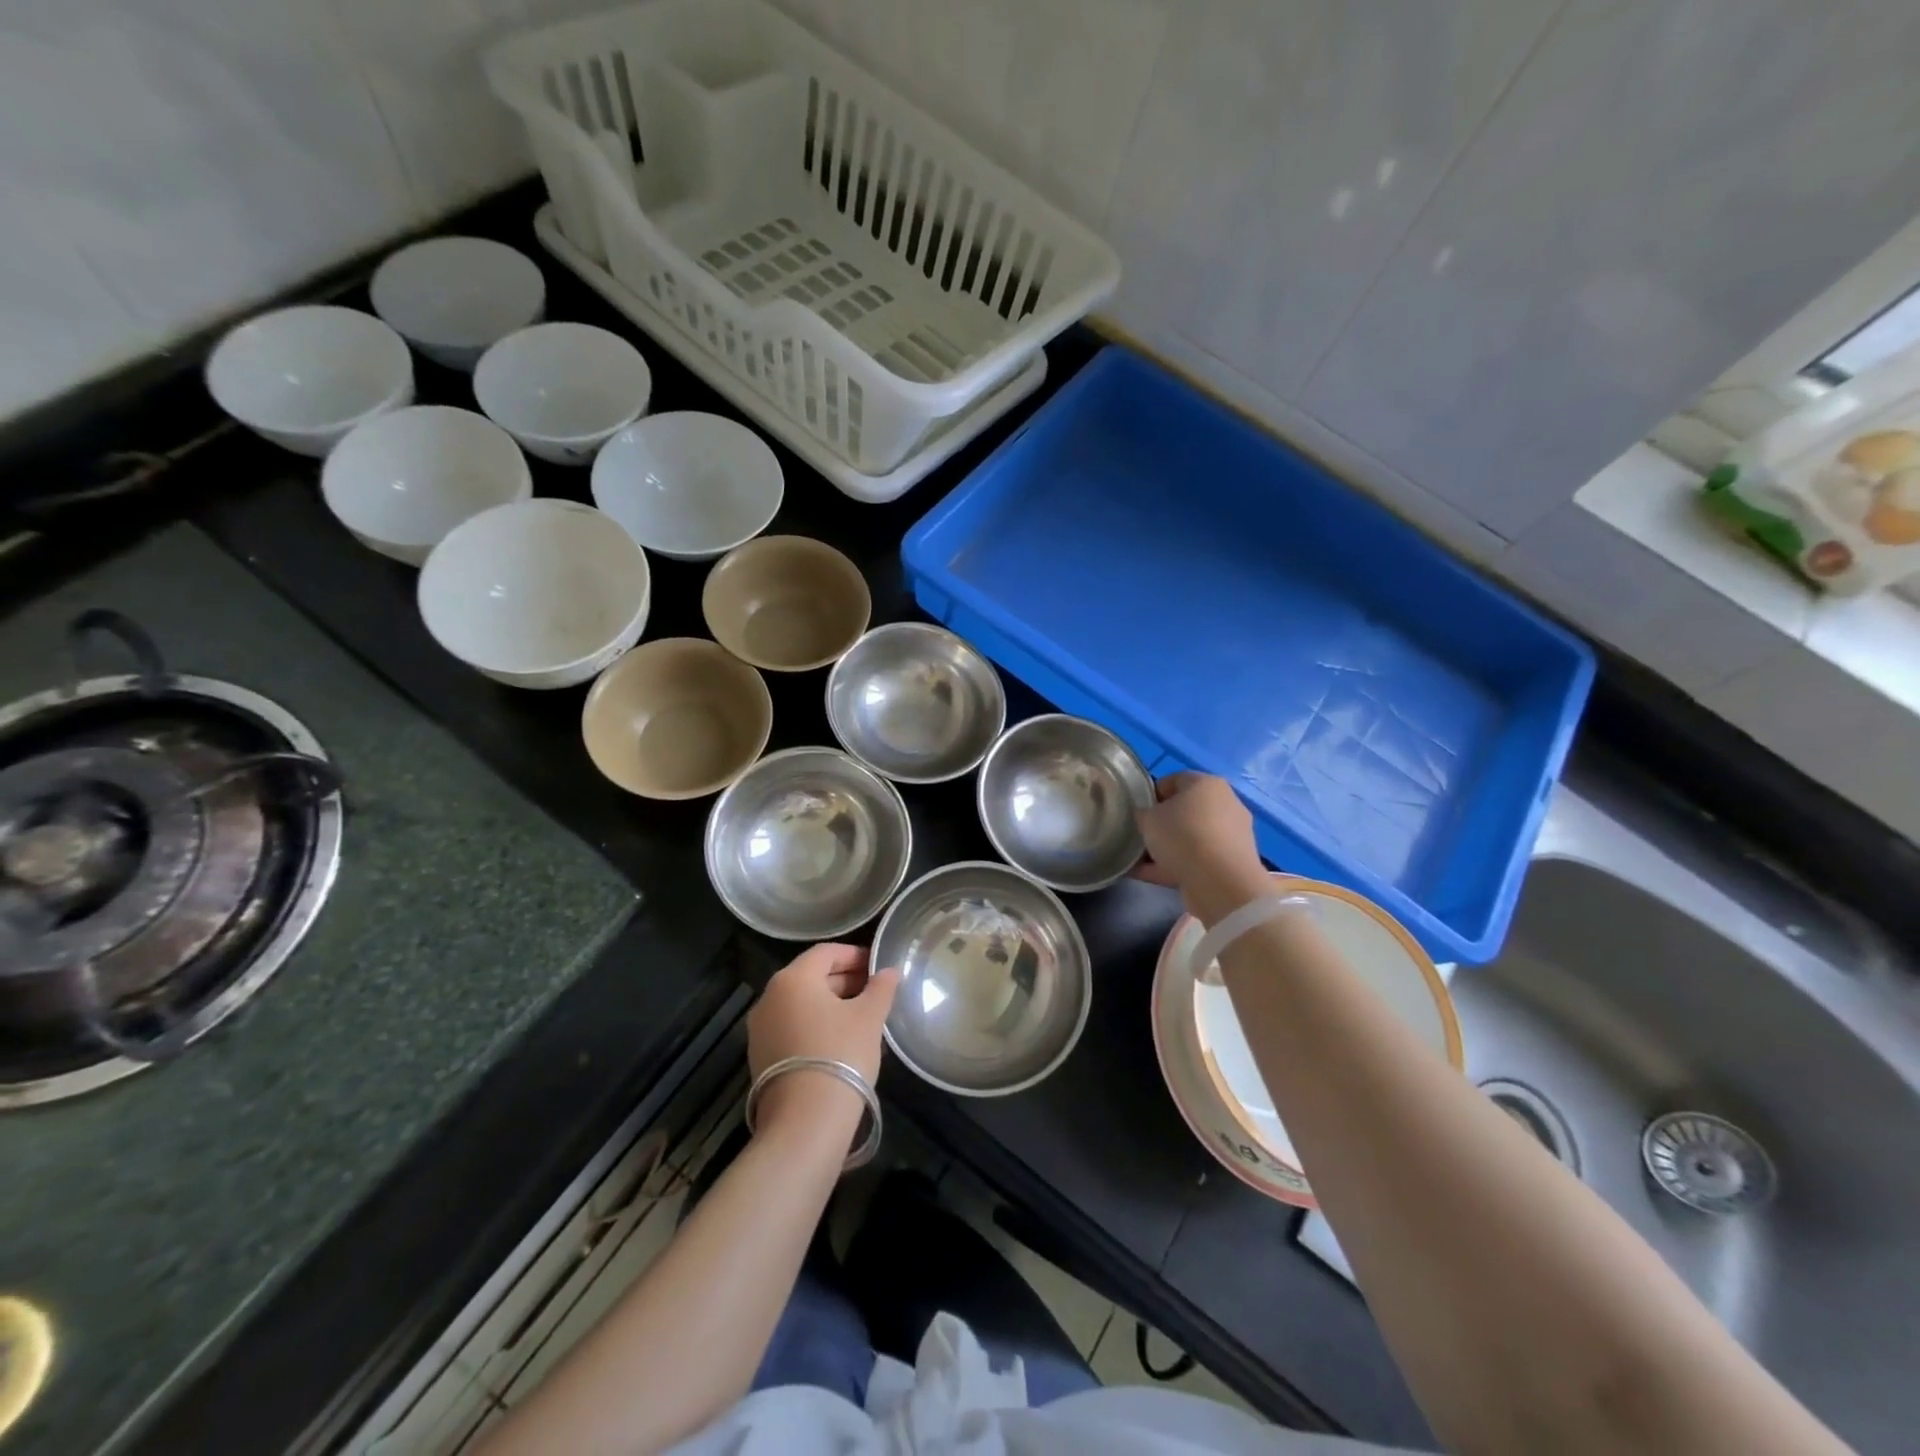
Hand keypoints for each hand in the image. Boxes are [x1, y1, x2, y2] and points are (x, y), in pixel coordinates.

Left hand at [747, 943, 898, 1127]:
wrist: (805, 1121)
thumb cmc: (841, 1054)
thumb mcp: (869, 1018)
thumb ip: (881, 988)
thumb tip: (889, 971)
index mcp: (793, 978)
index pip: (826, 953)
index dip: (855, 955)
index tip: (878, 966)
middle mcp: (769, 997)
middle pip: (811, 976)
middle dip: (844, 979)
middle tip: (874, 990)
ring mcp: (760, 1028)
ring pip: (801, 1004)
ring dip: (830, 1004)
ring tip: (861, 1016)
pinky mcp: (760, 1057)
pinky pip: (791, 1027)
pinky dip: (815, 1025)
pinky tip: (839, 1040)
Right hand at [1133, 772, 1266, 919]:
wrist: (1220, 882)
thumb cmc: (1182, 836)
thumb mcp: (1148, 818)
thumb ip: (1143, 813)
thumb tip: (1145, 816)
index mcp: (1207, 784)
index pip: (1174, 780)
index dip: (1151, 794)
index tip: (1136, 810)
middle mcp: (1225, 804)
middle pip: (1185, 810)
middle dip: (1161, 824)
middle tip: (1140, 835)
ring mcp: (1231, 835)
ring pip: (1191, 837)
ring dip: (1168, 848)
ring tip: (1140, 861)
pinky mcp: (1231, 862)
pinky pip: (1197, 859)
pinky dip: (1175, 866)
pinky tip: (1149, 876)